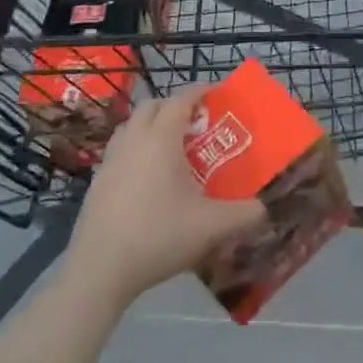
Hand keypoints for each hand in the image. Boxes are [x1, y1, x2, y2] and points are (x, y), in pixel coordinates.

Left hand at [67, 86, 266, 305]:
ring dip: (149, 125)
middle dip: (173, 106)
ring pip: (130, 127)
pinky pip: (118, 152)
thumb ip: (245, 214)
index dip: (199, 92)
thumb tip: (267, 208)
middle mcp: (133, 141)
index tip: (216, 93)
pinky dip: (134, 150)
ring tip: (168, 146)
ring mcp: (110, 161)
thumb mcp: (212, 226)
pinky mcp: (96, 184)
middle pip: (151, 106)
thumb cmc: (159, 235)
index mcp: (161, 139)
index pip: (181, 100)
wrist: (100, 270)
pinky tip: (145, 178)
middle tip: (194, 121)